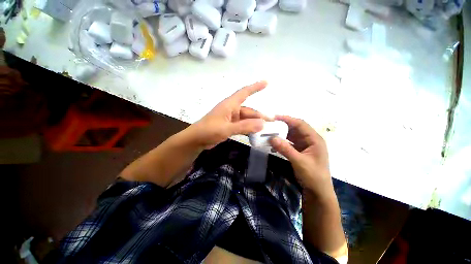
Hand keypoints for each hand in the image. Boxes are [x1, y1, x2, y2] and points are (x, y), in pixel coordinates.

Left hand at [188, 81, 269, 149]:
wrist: (196, 140)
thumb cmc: (208, 131)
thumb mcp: (227, 128)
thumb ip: (244, 126)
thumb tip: (262, 124)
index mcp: (229, 105)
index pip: (244, 92)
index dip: (255, 87)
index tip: (266, 82)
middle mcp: (231, 110)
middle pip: (249, 111)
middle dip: (260, 116)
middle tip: (272, 122)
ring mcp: (230, 119)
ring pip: (246, 119)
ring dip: (255, 123)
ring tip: (266, 129)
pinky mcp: (229, 126)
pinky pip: (242, 125)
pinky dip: (249, 129)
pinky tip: (255, 133)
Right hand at [270, 116, 333, 199]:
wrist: (317, 191)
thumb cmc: (313, 176)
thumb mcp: (299, 162)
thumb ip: (285, 149)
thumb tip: (271, 138)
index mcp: (314, 139)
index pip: (300, 124)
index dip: (288, 119)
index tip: (275, 117)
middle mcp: (310, 140)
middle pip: (295, 129)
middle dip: (282, 126)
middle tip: (270, 125)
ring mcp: (304, 145)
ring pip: (291, 135)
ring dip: (281, 134)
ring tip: (269, 133)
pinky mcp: (299, 151)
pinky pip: (289, 143)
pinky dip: (282, 142)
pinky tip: (274, 143)